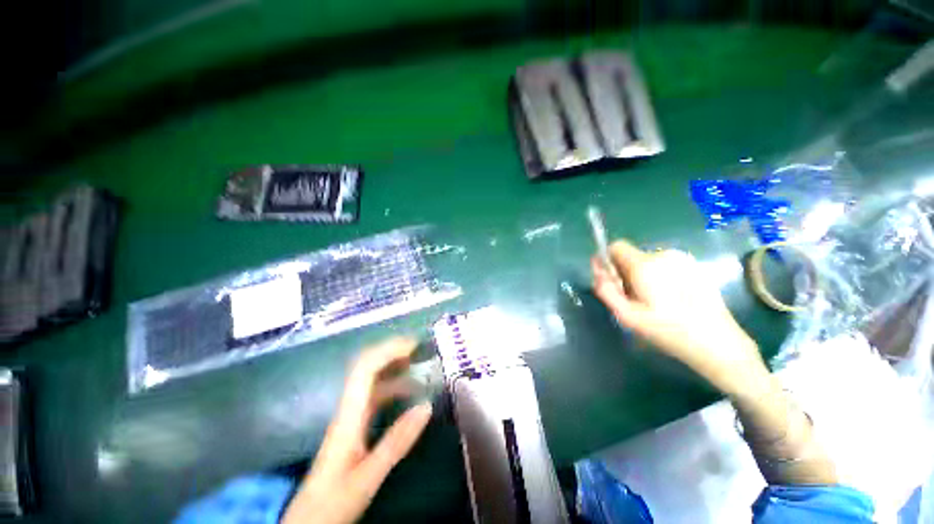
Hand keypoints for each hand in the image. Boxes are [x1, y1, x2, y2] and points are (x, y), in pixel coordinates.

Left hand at [282, 338, 432, 523]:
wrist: (309, 521)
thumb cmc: (333, 501)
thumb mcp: (368, 476)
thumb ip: (397, 441)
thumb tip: (426, 405)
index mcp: (349, 415)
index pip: (366, 368)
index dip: (388, 351)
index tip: (413, 345)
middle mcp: (349, 408)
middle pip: (366, 366)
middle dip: (391, 351)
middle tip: (418, 348)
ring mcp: (351, 415)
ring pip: (372, 379)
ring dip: (393, 366)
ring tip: (418, 365)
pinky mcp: (355, 424)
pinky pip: (376, 395)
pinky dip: (393, 386)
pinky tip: (408, 392)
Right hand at [592, 240, 768, 395]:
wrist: (718, 343)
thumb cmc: (667, 330)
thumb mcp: (626, 315)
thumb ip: (606, 289)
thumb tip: (597, 269)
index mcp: (645, 264)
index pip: (616, 246)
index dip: (609, 262)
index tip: (615, 283)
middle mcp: (663, 254)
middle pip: (631, 256)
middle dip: (626, 273)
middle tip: (637, 300)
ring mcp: (682, 259)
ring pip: (648, 261)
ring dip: (643, 276)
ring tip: (656, 302)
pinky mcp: (695, 266)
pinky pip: (665, 265)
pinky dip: (660, 277)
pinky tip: (672, 299)